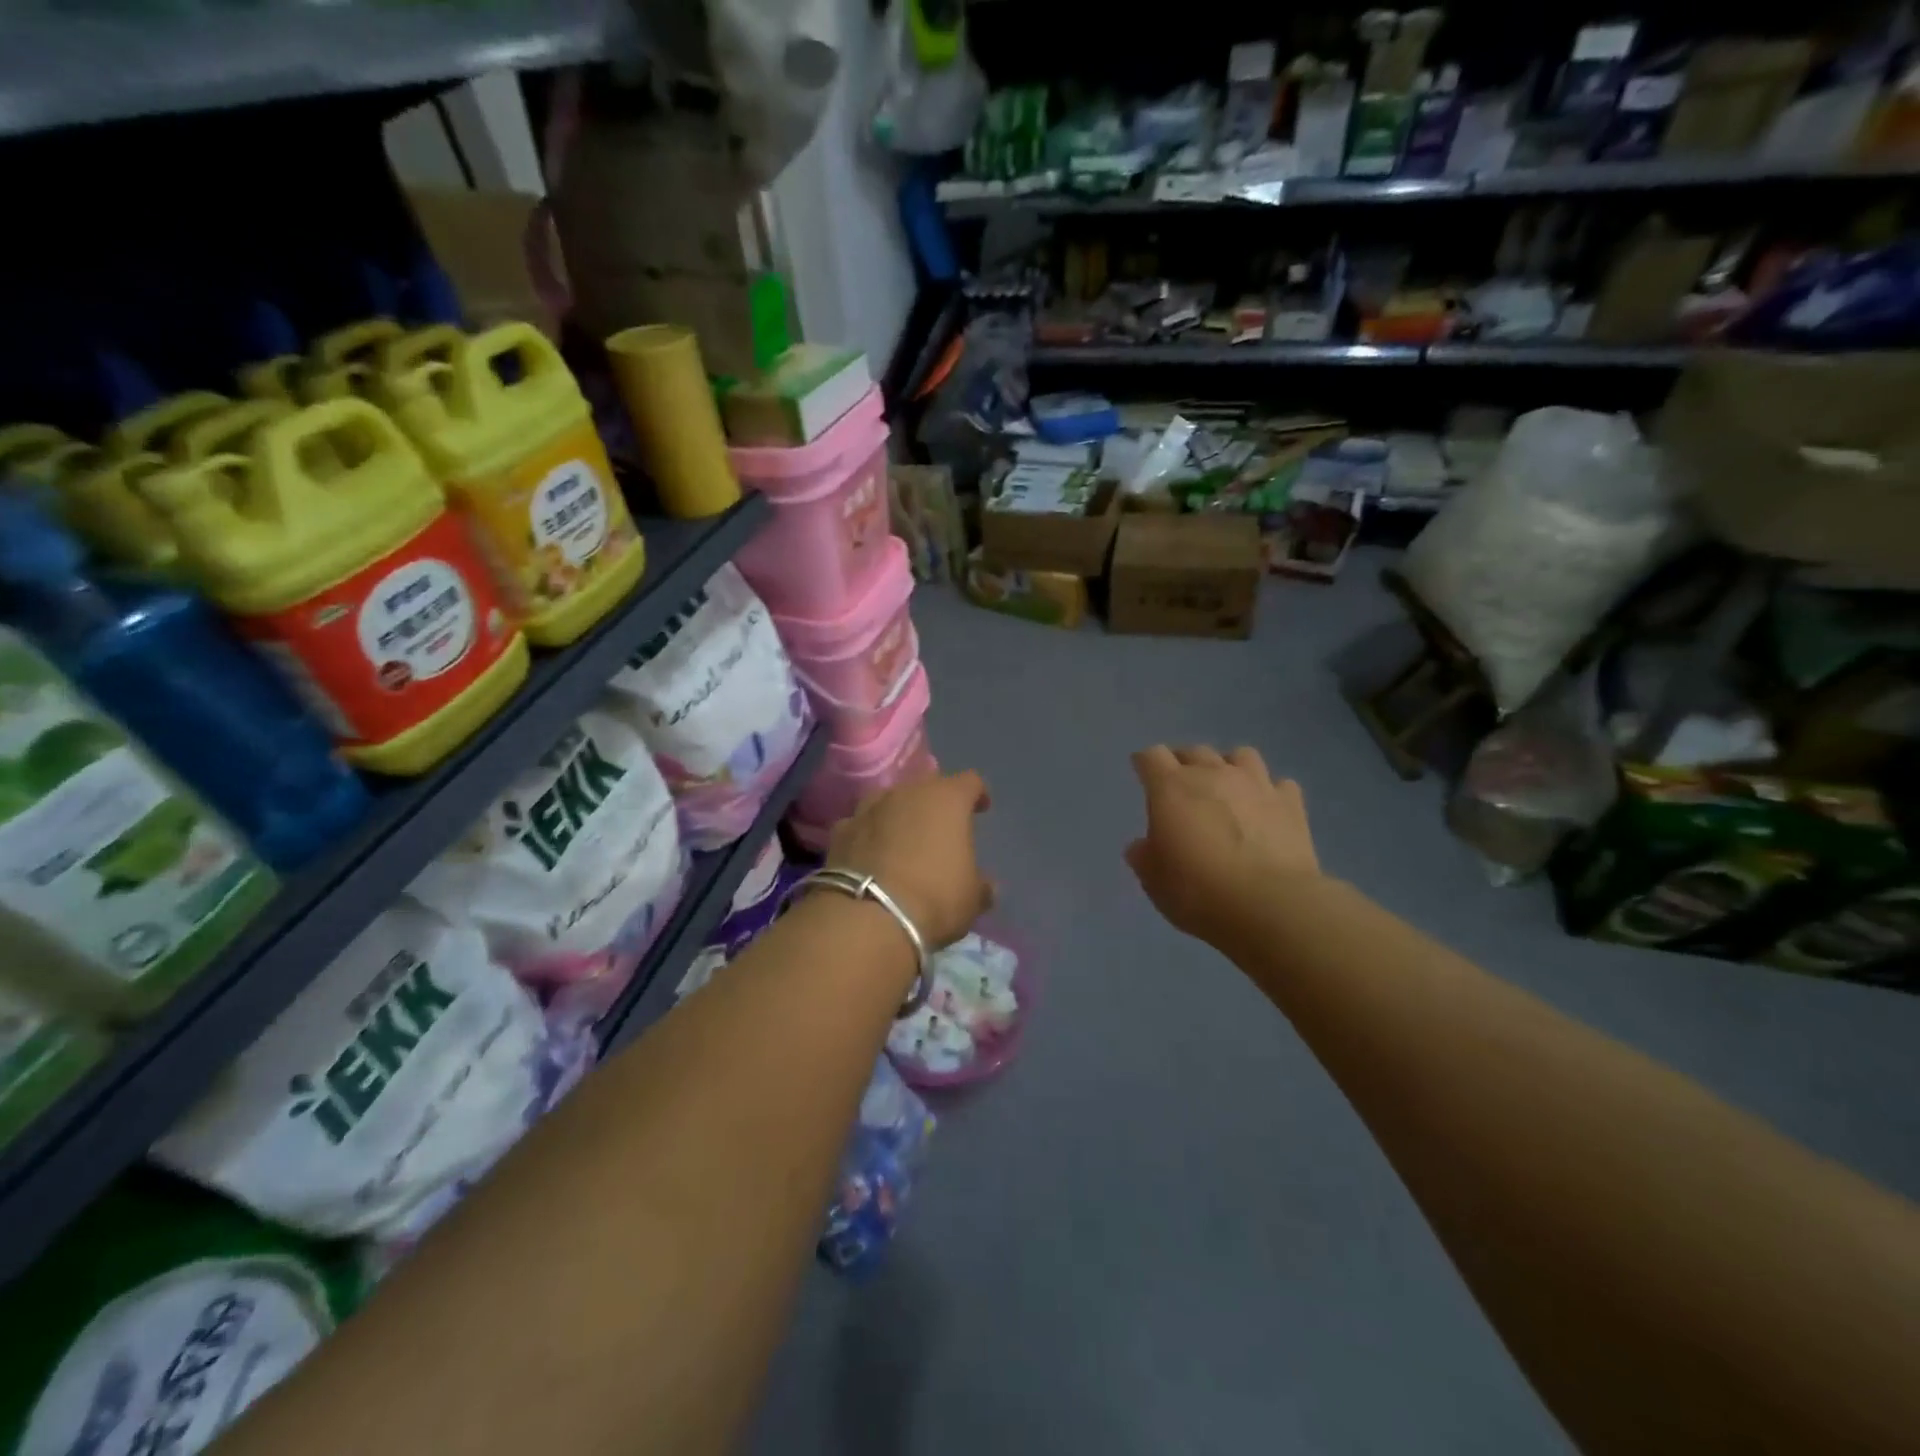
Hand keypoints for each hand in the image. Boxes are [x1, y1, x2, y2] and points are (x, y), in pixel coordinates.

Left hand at [826, 769, 992, 948]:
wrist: (868, 915)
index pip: (970, 781)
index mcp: (948, 799)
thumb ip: (981, 886)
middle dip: (935, 802)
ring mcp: (869, 807)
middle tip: (941, 826)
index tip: (982, 808)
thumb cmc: (935, 898)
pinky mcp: (840, 830)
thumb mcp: (971, 899)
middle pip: (926, 785)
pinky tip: (870, 854)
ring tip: (903, 837)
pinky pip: (861, 824)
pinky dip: (868, 834)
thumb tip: (987, 885)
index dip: (978, 793)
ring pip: (889, 799)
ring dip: (898, 813)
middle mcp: (907, 792)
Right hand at [1125, 745, 1319, 949]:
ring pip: (1241, 755)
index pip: (1152, 756)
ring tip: (1227, 788)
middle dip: (1184, 763)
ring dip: (1229, 767)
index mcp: (1171, 788)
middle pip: (1194, 751)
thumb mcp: (1155, 881)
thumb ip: (1145, 857)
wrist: (1270, 906)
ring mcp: (1256, 784)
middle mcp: (1213, 774)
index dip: (1145, 762)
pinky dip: (1270, 793)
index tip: (1142, 772)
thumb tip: (1142, 846)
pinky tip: (1267, 810)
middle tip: (1181, 786)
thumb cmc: (1199, 892)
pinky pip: (1279, 785)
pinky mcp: (1291, 803)